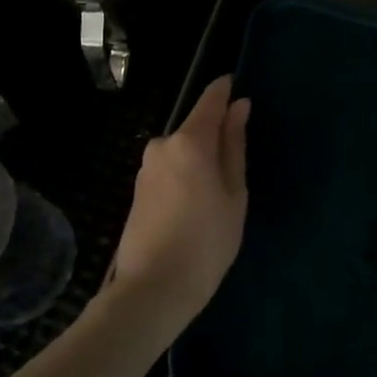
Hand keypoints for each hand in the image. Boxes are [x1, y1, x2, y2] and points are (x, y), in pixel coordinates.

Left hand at [104, 76, 249, 339]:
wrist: (152, 290)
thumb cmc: (206, 242)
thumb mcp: (234, 194)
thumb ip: (234, 146)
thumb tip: (239, 107)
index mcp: (189, 141)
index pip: (209, 100)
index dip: (225, 91)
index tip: (238, 87)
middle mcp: (162, 145)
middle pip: (195, 129)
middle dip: (216, 138)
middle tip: (238, 173)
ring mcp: (145, 168)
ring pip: (182, 152)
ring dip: (200, 162)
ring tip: (218, 200)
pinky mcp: (138, 189)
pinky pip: (170, 170)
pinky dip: (185, 178)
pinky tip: (195, 210)